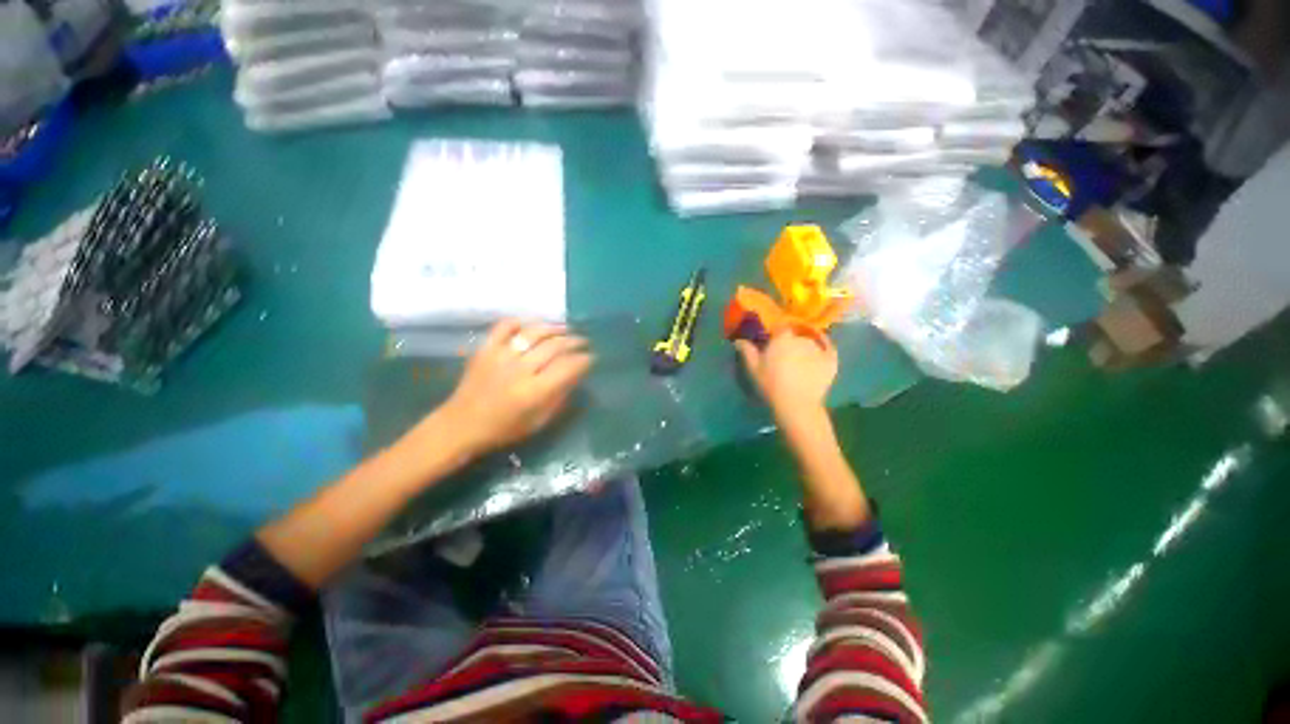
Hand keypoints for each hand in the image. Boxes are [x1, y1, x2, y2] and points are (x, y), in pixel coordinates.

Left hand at [440, 320, 592, 456]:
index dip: (584, 359)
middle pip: (554, 346)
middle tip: (583, 342)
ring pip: (533, 333)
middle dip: (574, 342)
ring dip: (554, 328)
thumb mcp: (538, 421)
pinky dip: (519, 322)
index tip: (591, 357)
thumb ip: (559, 397)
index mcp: (534, 392)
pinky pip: (504, 326)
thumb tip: (576, 375)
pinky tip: (531, 325)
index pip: (567, 366)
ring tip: (565, 329)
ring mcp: (500, 356)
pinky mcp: (485, 349)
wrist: (461, 425)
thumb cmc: (504, 429)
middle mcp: (519, 370)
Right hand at [735, 332, 837, 421]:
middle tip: (784, 353)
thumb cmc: (771, 384)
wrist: (797, 405)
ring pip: (810, 342)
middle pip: (795, 334)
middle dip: (790, 341)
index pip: (780, 326)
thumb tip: (739, 340)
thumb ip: (747, 351)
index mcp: (783, 338)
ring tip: (800, 360)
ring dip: (804, 347)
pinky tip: (820, 354)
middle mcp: (802, 338)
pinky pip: (828, 349)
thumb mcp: (753, 368)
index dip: (776, 332)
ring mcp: (819, 348)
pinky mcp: (831, 360)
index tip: (771, 339)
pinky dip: (824, 349)